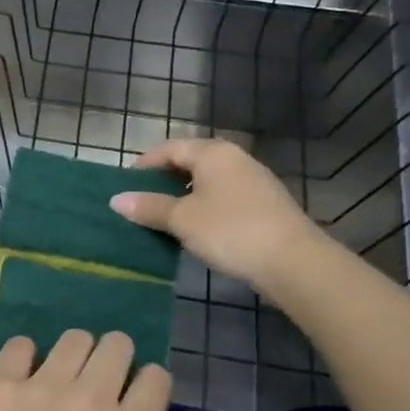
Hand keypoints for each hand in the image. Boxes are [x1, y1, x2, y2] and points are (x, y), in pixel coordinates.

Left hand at [0, 330, 273, 410]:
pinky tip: (23, 382)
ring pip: (72, 339)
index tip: (135, 409)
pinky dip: (25, 356)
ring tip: (63, 385)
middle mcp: (90, 396)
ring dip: (75, 355)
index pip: (156, 376)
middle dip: (115, 361)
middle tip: (99, 392)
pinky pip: (19, 344)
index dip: (149, 389)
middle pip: (116, 344)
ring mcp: (41, 385)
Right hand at [109, 138, 327, 290]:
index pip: (169, 149)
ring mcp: (253, 182)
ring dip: (183, 196)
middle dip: (163, 181)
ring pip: (208, 182)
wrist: (293, 261)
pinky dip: (204, 208)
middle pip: (190, 162)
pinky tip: (195, 230)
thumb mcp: (182, 219)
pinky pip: (223, 198)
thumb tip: (116, 200)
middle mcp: (235, 159)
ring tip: (162, 219)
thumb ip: (148, 207)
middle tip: (140, 202)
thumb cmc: (230, 230)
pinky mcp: (264, 205)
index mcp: (213, 153)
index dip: (144, 165)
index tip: (125, 185)